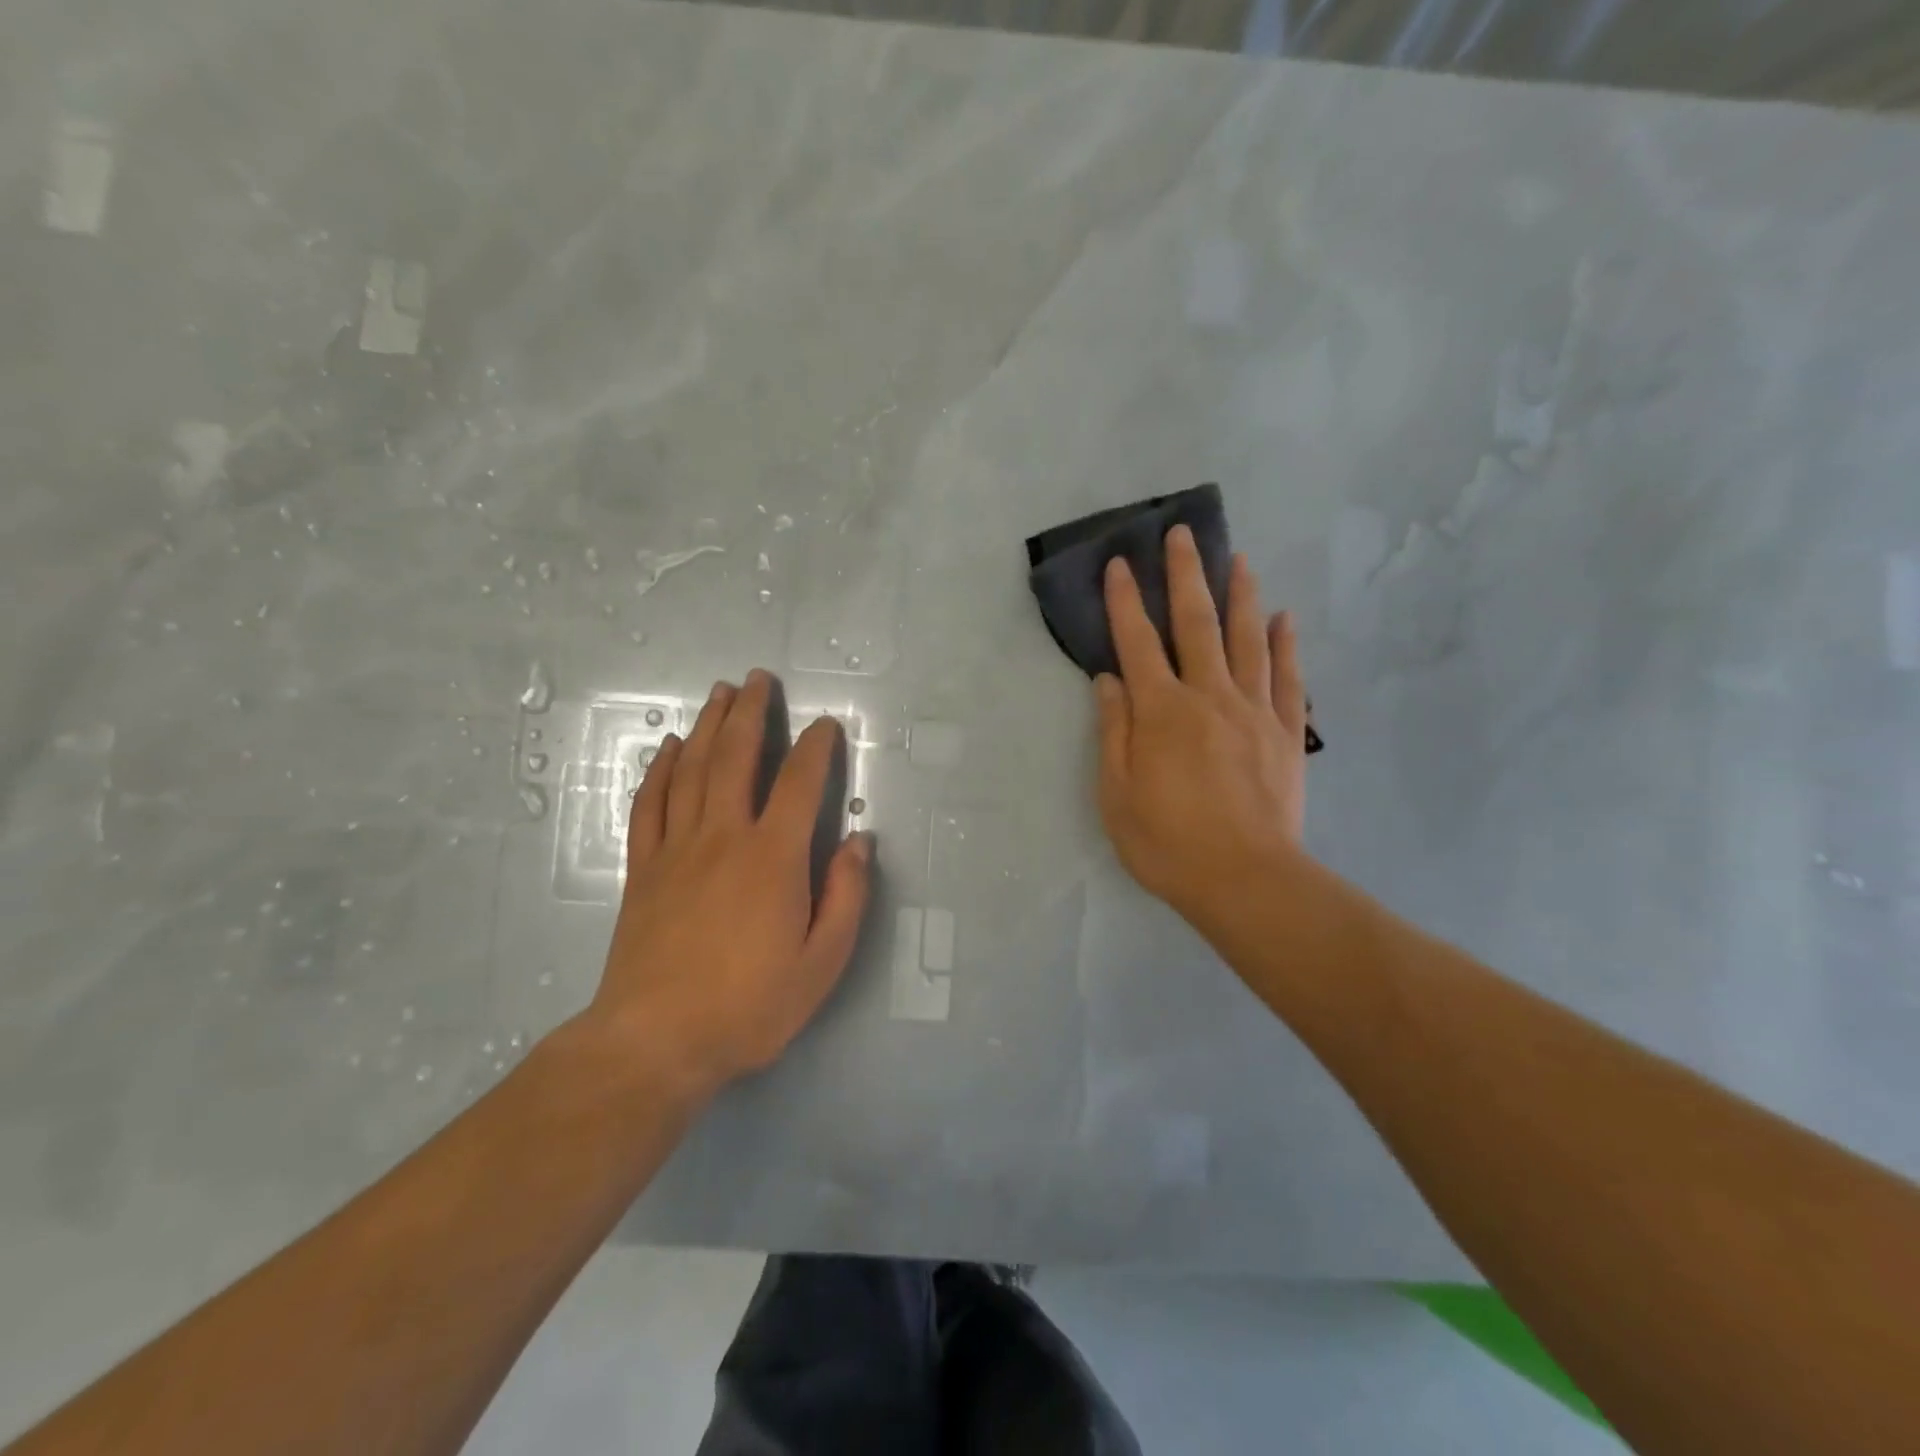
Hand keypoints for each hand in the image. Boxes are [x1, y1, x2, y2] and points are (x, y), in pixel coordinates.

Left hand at [584, 671, 873, 1100]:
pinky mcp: (644, 867)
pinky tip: (669, 748)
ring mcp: (677, 848)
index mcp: (773, 857)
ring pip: (692, 769)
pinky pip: (650, 803)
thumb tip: (859, 842)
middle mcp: (724, 836)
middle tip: (758, 679)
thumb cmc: (750, 1005)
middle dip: (751, 712)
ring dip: (708, 726)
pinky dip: (660, 769)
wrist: (656, 1041)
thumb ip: (846, 897)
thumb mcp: (822, 963)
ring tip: (719, 694)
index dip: (816, 747)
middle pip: (737, 757)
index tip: (826, 725)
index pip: (800, 783)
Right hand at [1094, 526, 1308, 932]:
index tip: (1119, 564)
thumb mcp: (1117, 794)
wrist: (1246, 880)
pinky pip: (1287, 677)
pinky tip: (1285, 617)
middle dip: (1185, 575)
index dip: (1124, 601)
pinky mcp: (1286, 733)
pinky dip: (1286, 644)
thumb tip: (1108, 680)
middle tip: (1183, 534)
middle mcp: (1209, 696)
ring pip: (1248, 639)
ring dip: (1241, 595)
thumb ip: (1113, 731)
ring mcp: (1254, 711)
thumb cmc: (1168, 842)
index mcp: (1161, 711)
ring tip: (1238, 559)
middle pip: (1196, 624)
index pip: (1137, 642)